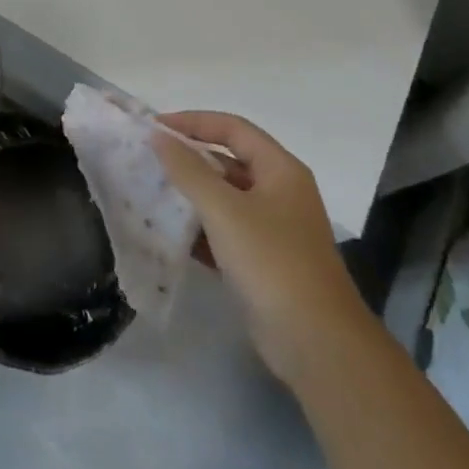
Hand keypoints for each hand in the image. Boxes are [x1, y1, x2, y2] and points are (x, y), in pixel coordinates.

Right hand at [151, 111, 365, 380]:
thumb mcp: (225, 210)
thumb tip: (159, 137)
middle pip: (229, 161)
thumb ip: (189, 171)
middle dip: (190, 158)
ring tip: (154, 192)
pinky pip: (226, 232)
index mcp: (280, 170)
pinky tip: (172, 234)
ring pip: (226, 198)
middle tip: (151, 160)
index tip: (156, 127)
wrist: (318, 346)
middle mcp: (280, 192)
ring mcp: (275, 230)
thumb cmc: (272, 263)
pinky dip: (201, 228)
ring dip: (192, 194)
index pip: (232, 128)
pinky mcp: (265, 263)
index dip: (193, 122)